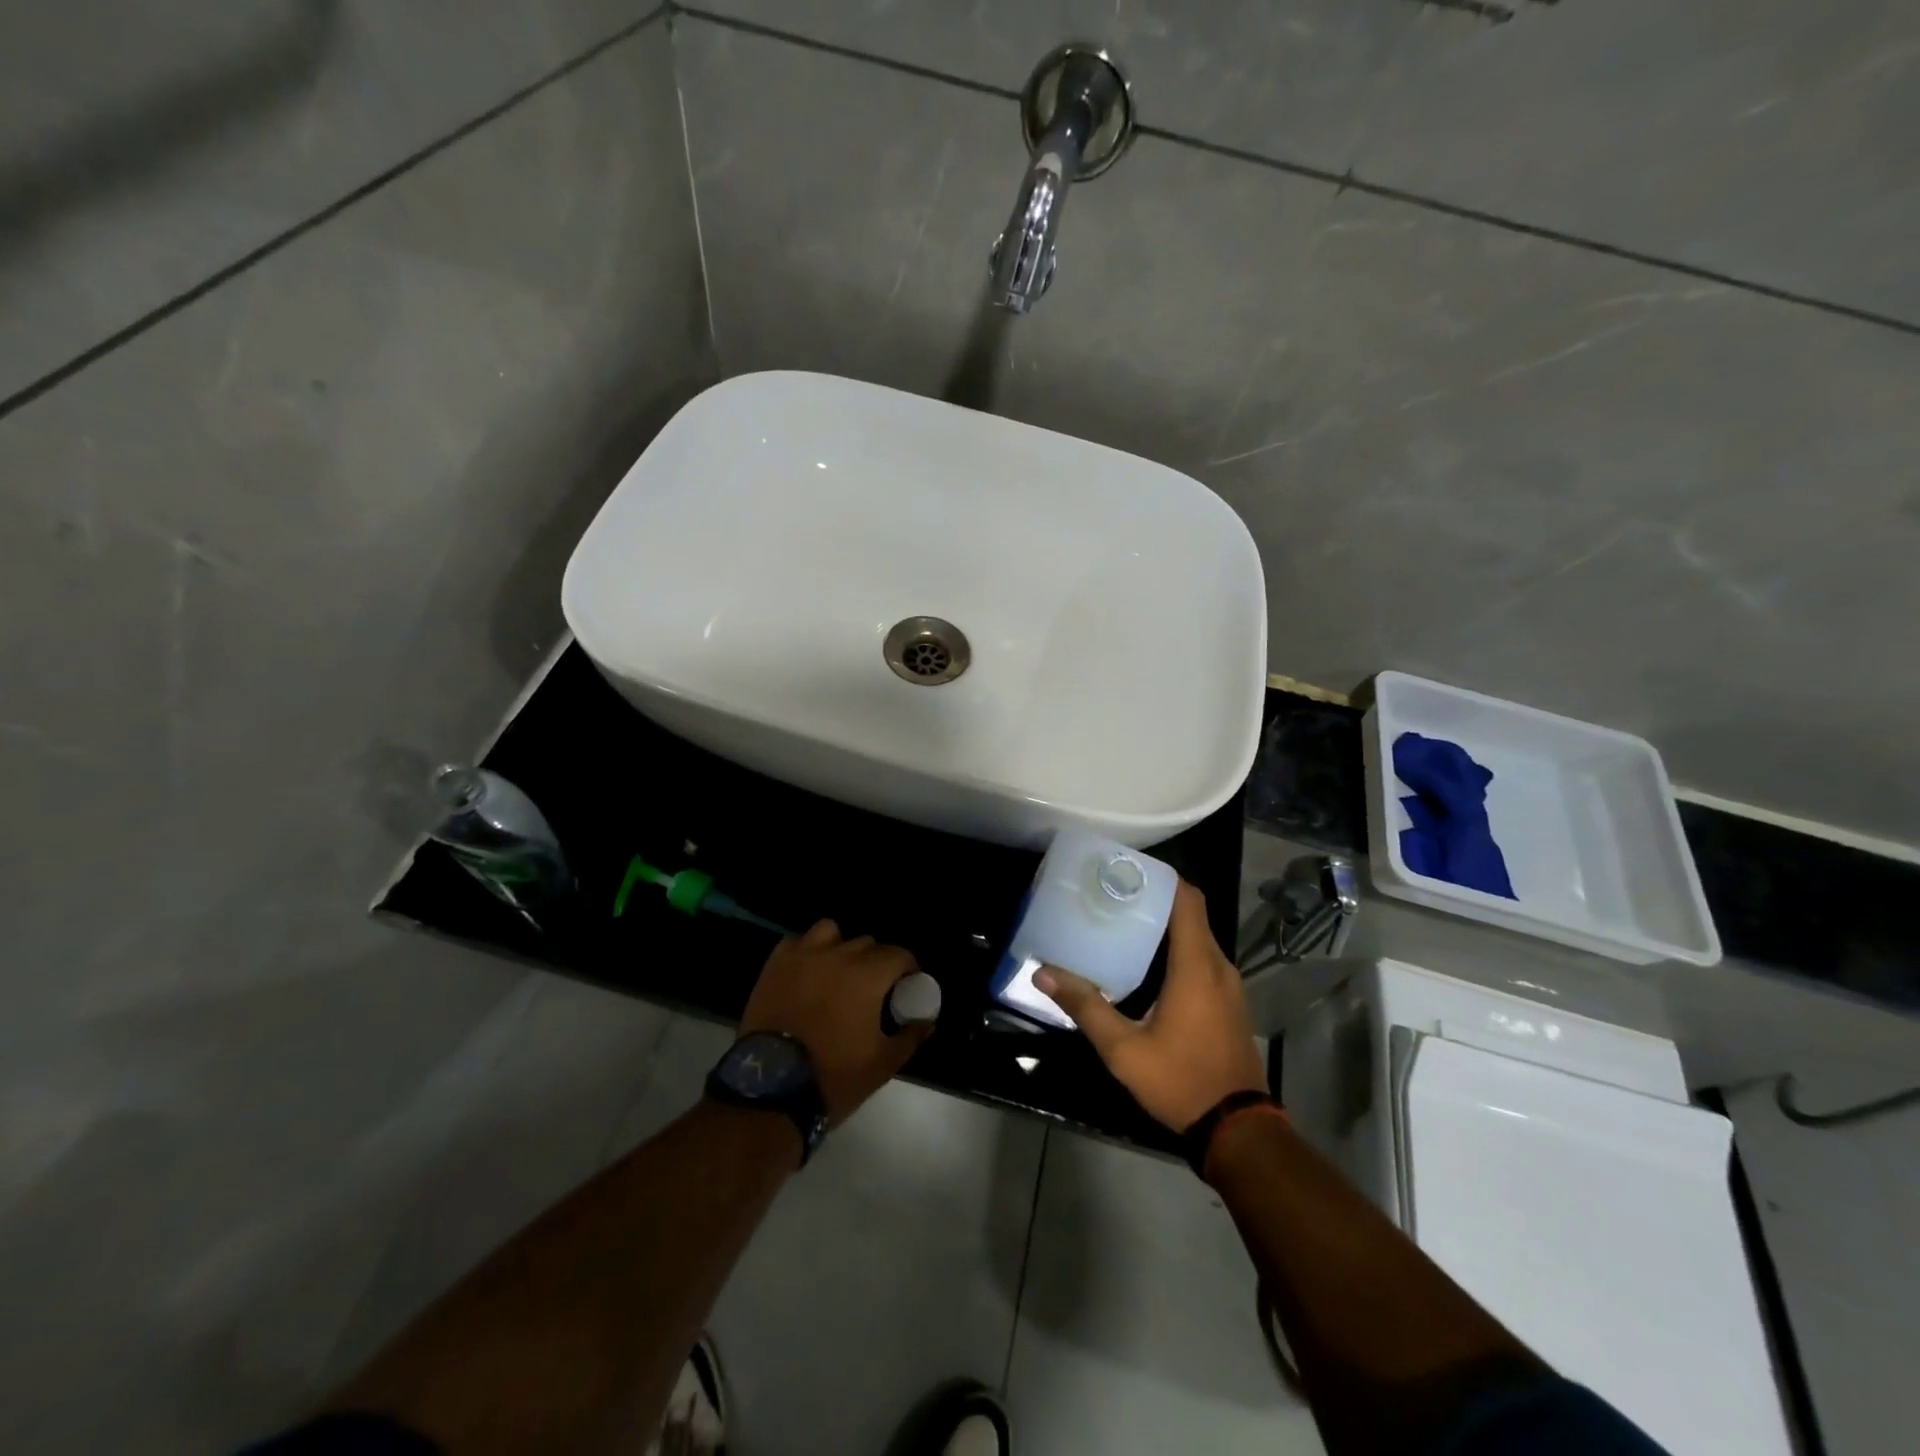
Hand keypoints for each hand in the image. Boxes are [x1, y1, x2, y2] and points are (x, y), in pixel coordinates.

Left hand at [740, 920, 931, 1124]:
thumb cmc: (833, 1075)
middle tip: (873, 988)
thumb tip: (927, 1022)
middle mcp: (838, 955)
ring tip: (837, 971)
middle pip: (867, 944)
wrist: (771, 1087)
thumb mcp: (882, 1064)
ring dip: (840, 947)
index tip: (906, 986)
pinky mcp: (775, 964)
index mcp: (868, 975)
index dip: (907, 969)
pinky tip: (807, 972)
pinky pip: (797, 942)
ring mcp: (803, 955)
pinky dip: (806, 952)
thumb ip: (910, 1036)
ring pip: (831, 932)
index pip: (899, 954)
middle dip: (876, 962)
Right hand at [1036, 880, 1265, 1132]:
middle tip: (1113, 894)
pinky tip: (1147, 963)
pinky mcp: (1229, 1001)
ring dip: (1166, 924)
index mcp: (1196, 966)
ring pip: (1198, 936)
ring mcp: (1229, 984)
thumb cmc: (1180, 1080)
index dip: (1162, 878)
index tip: (1127, 870)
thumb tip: (1043, 973)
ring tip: (1123, 921)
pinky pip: (1204, 957)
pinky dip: (1178, 947)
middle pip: (1191, 913)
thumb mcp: (1123, 1049)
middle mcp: (1218, 966)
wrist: (1237, 1128)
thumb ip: (1085, 1007)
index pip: (1187, 900)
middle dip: (1155, 898)